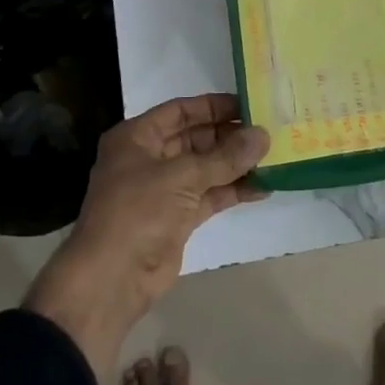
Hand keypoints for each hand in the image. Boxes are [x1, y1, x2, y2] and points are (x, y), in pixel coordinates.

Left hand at [24, 94, 267, 375]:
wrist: (111, 280)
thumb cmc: (138, 212)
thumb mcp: (182, 177)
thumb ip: (225, 157)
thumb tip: (263, 135)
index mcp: (137, 137)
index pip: (180, 111)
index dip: (213, 106)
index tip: (249, 104)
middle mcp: (149, 158)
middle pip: (195, 138)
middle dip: (229, 136)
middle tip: (267, 131)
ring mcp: (163, 190)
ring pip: (205, 168)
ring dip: (235, 164)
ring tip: (273, 156)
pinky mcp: (177, 218)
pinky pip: (209, 195)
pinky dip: (233, 190)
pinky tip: (263, 186)